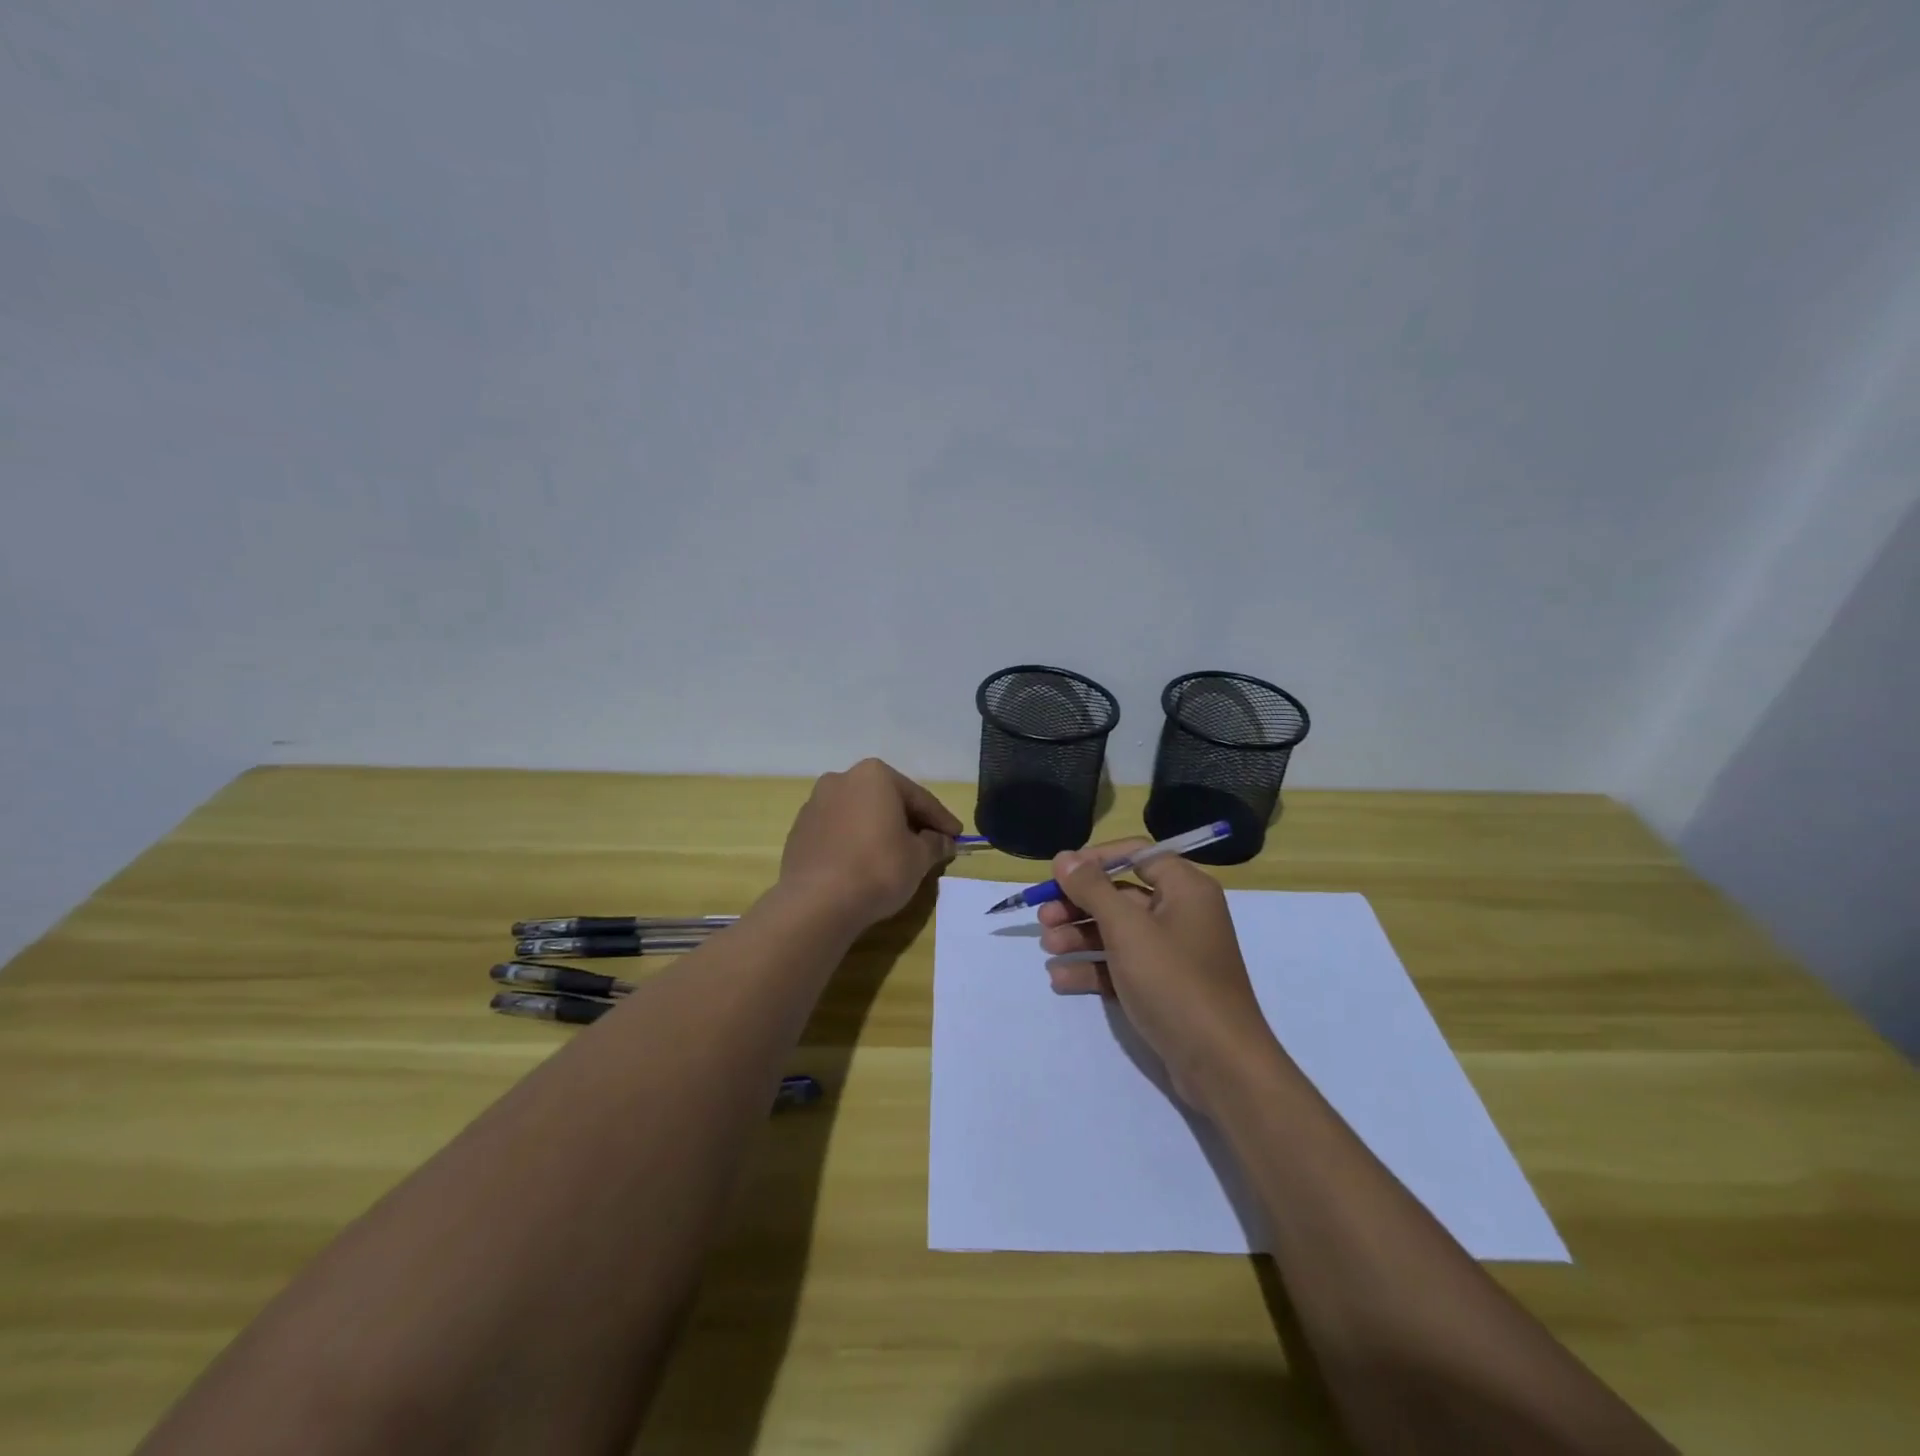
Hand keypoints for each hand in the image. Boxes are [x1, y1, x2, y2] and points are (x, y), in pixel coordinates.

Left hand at [778, 759, 961, 927]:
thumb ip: (935, 844)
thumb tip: (944, 841)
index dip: (941, 820)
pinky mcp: (799, 831)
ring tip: (897, 855)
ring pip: (860, 815)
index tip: (957, 835)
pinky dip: (855, 842)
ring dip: (880, 830)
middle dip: (909, 821)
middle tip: (930, 843)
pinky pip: (838, 832)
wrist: (816, 902)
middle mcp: (842, 780)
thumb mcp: (918, 858)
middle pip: (886, 801)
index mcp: (874, 775)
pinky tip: (865, 863)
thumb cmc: (878, 869)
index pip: (918, 798)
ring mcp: (815, 804)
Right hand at [1038, 840, 1283, 1110]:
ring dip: (1080, 936)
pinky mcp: (1164, 987)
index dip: (1096, 860)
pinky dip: (1093, 968)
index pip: (1136, 854)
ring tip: (1047, 948)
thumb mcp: (1127, 929)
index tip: (1060, 875)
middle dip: (1079, 904)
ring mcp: (1173, 953)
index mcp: (1184, 888)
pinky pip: (1122, 965)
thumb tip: (1065, 857)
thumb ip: (1093, 889)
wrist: (1221, 1064)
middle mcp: (1181, 913)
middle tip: (1044, 918)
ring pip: (1118, 932)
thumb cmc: (1174, 982)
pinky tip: (1061, 979)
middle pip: (1121, 895)